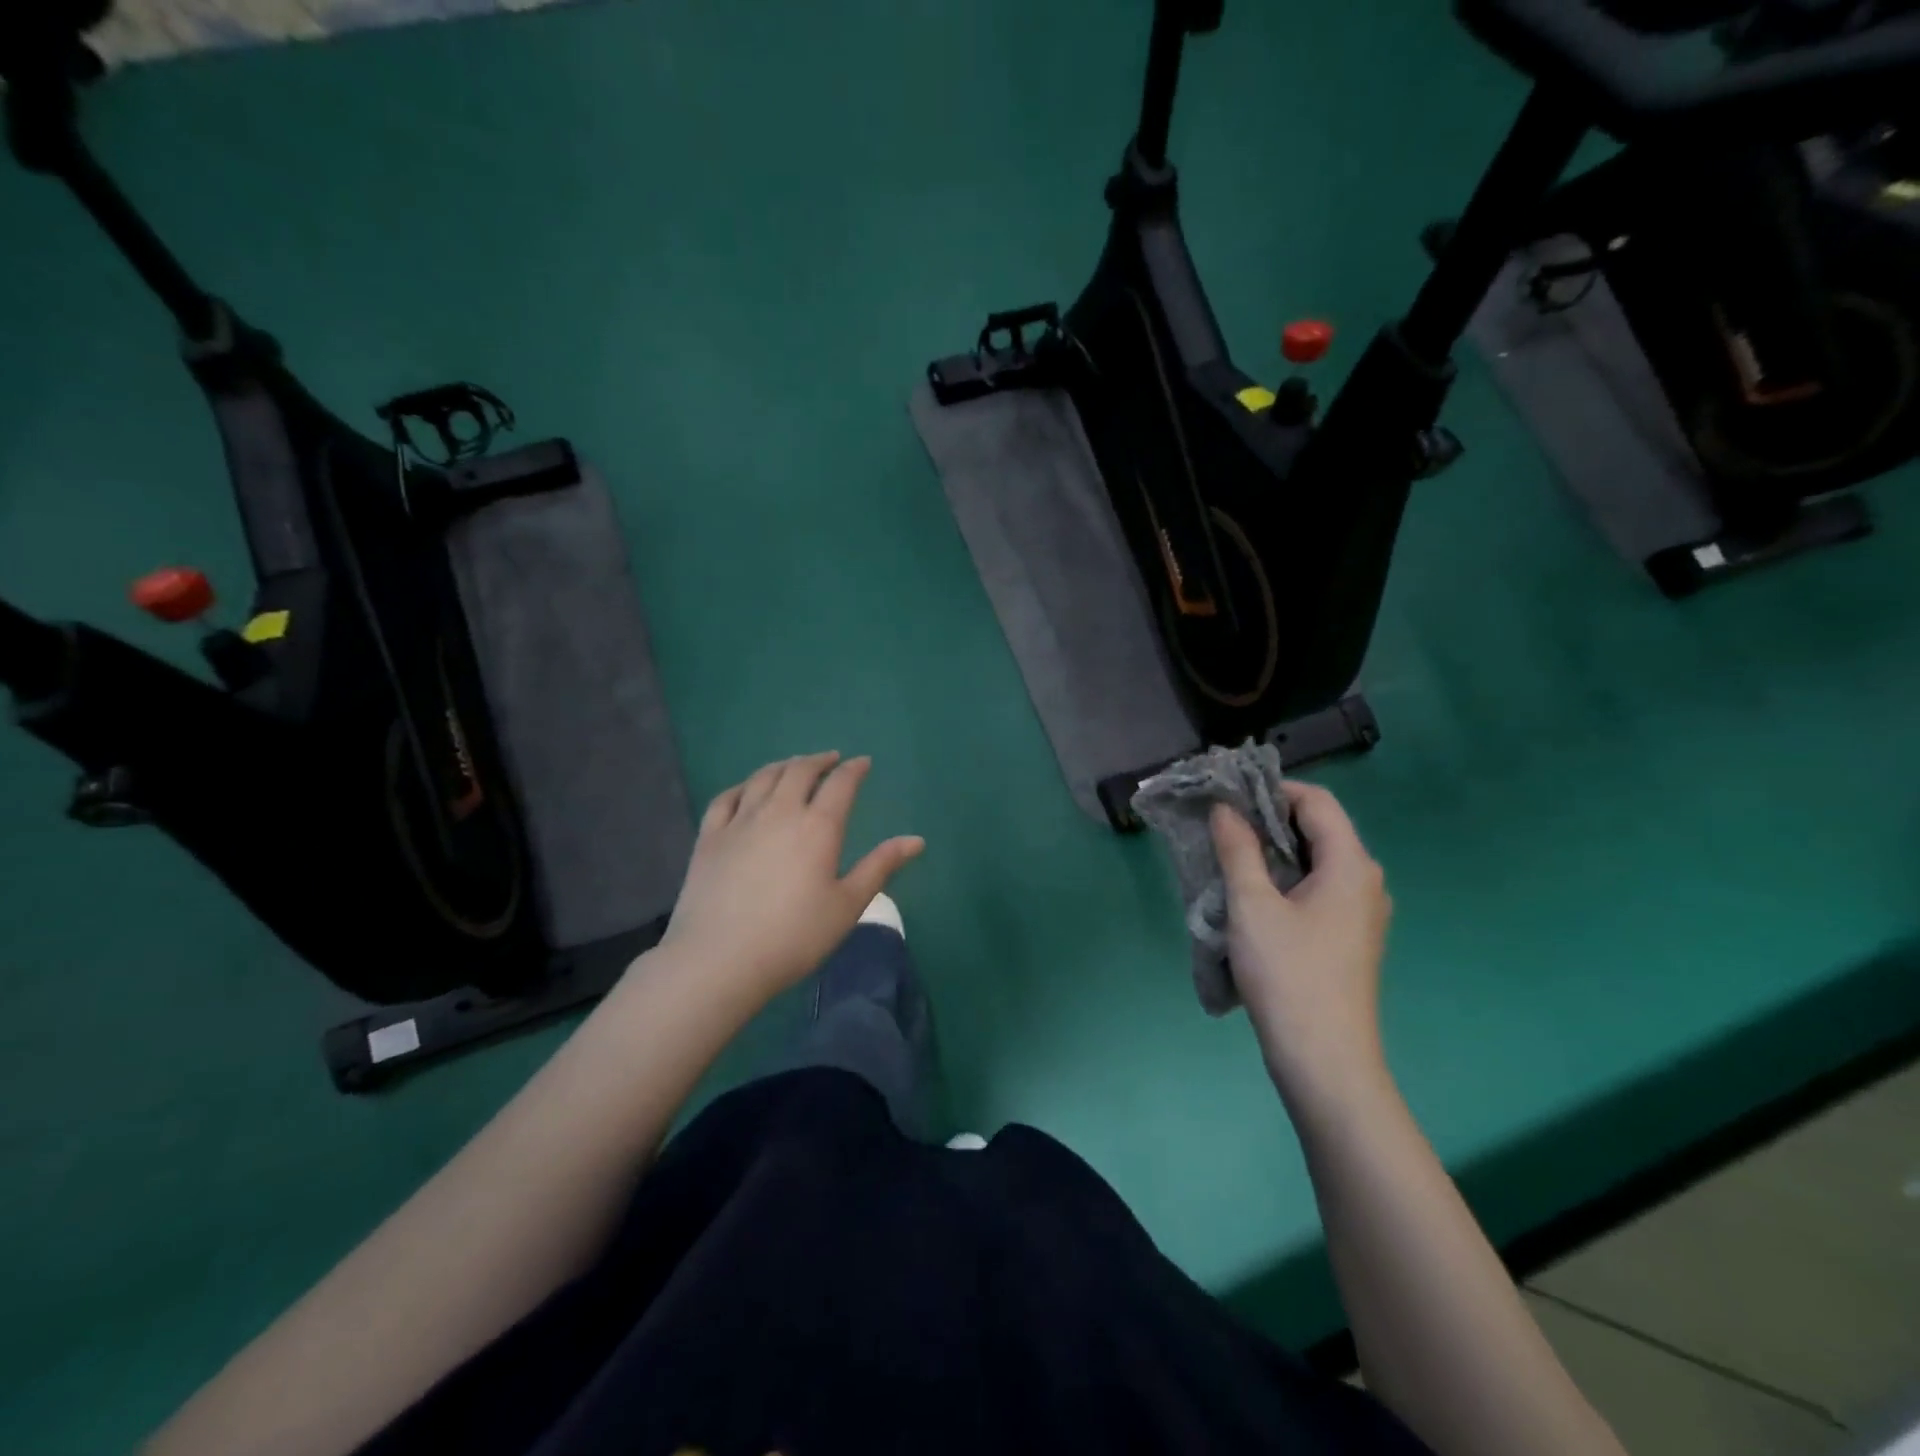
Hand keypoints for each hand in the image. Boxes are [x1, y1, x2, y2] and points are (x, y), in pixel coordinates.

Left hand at [661, 752, 924, 1000]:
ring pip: (764, 777)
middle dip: (819, 760)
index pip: (841, 784)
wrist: (720, 959)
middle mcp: (780, 812)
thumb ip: (881, 866)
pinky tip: (748, 789)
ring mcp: (740, 821)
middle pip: (800, 771)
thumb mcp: (848, 905)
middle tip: (831, 760)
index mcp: (818, 827)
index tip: (863, 763)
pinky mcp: (710, 836)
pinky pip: (727, 797)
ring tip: (795, 766)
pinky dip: (744, 785)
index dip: (854, 769)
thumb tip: (917, 840)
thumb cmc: (794, 936)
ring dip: (785, 766)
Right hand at [1210, 782, 1392, 1109]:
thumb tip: (1225, 808)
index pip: (1316, 801)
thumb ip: (1238, 849)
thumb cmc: (1288, 975)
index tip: (1228, 797)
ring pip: (1316, 861)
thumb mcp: (1252, 905)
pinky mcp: (1349, 937)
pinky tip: (1252, 896)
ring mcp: (1361, 912)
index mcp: (1350, 864)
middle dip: (1268, 819)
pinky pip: (1317, 889)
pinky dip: (1284, 879)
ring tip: (1228, 857)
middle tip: (1220, 825)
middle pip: (1318, 828)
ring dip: (1273, 851)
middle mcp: (1365, 881)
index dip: (1272, 790)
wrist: (1325, 1061)